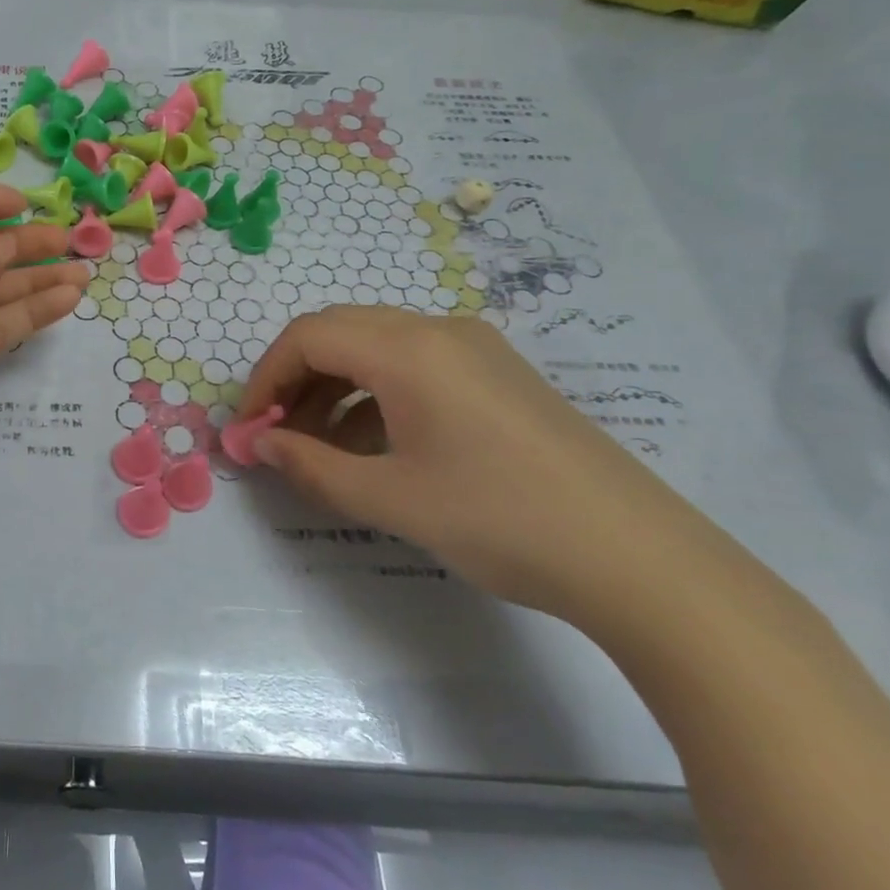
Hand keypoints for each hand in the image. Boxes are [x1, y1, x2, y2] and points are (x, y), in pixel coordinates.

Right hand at [239, 307, 720, 624]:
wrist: (640, 559)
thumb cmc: (499, 519)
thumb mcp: (390, 498)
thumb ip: (310, 466)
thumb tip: (258, 446)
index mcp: (409, 349)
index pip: (308, 337)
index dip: (265, 378)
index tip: (249, 429)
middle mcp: (440, 331)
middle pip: (339, 332)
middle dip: (295, 379)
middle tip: (277, 435)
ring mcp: (476, 350)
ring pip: (376, 348)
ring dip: (334, 388)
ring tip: (320, 447)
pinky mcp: (499, 376)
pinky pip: (415, 366)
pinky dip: (375, 395)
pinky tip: (374, 445)